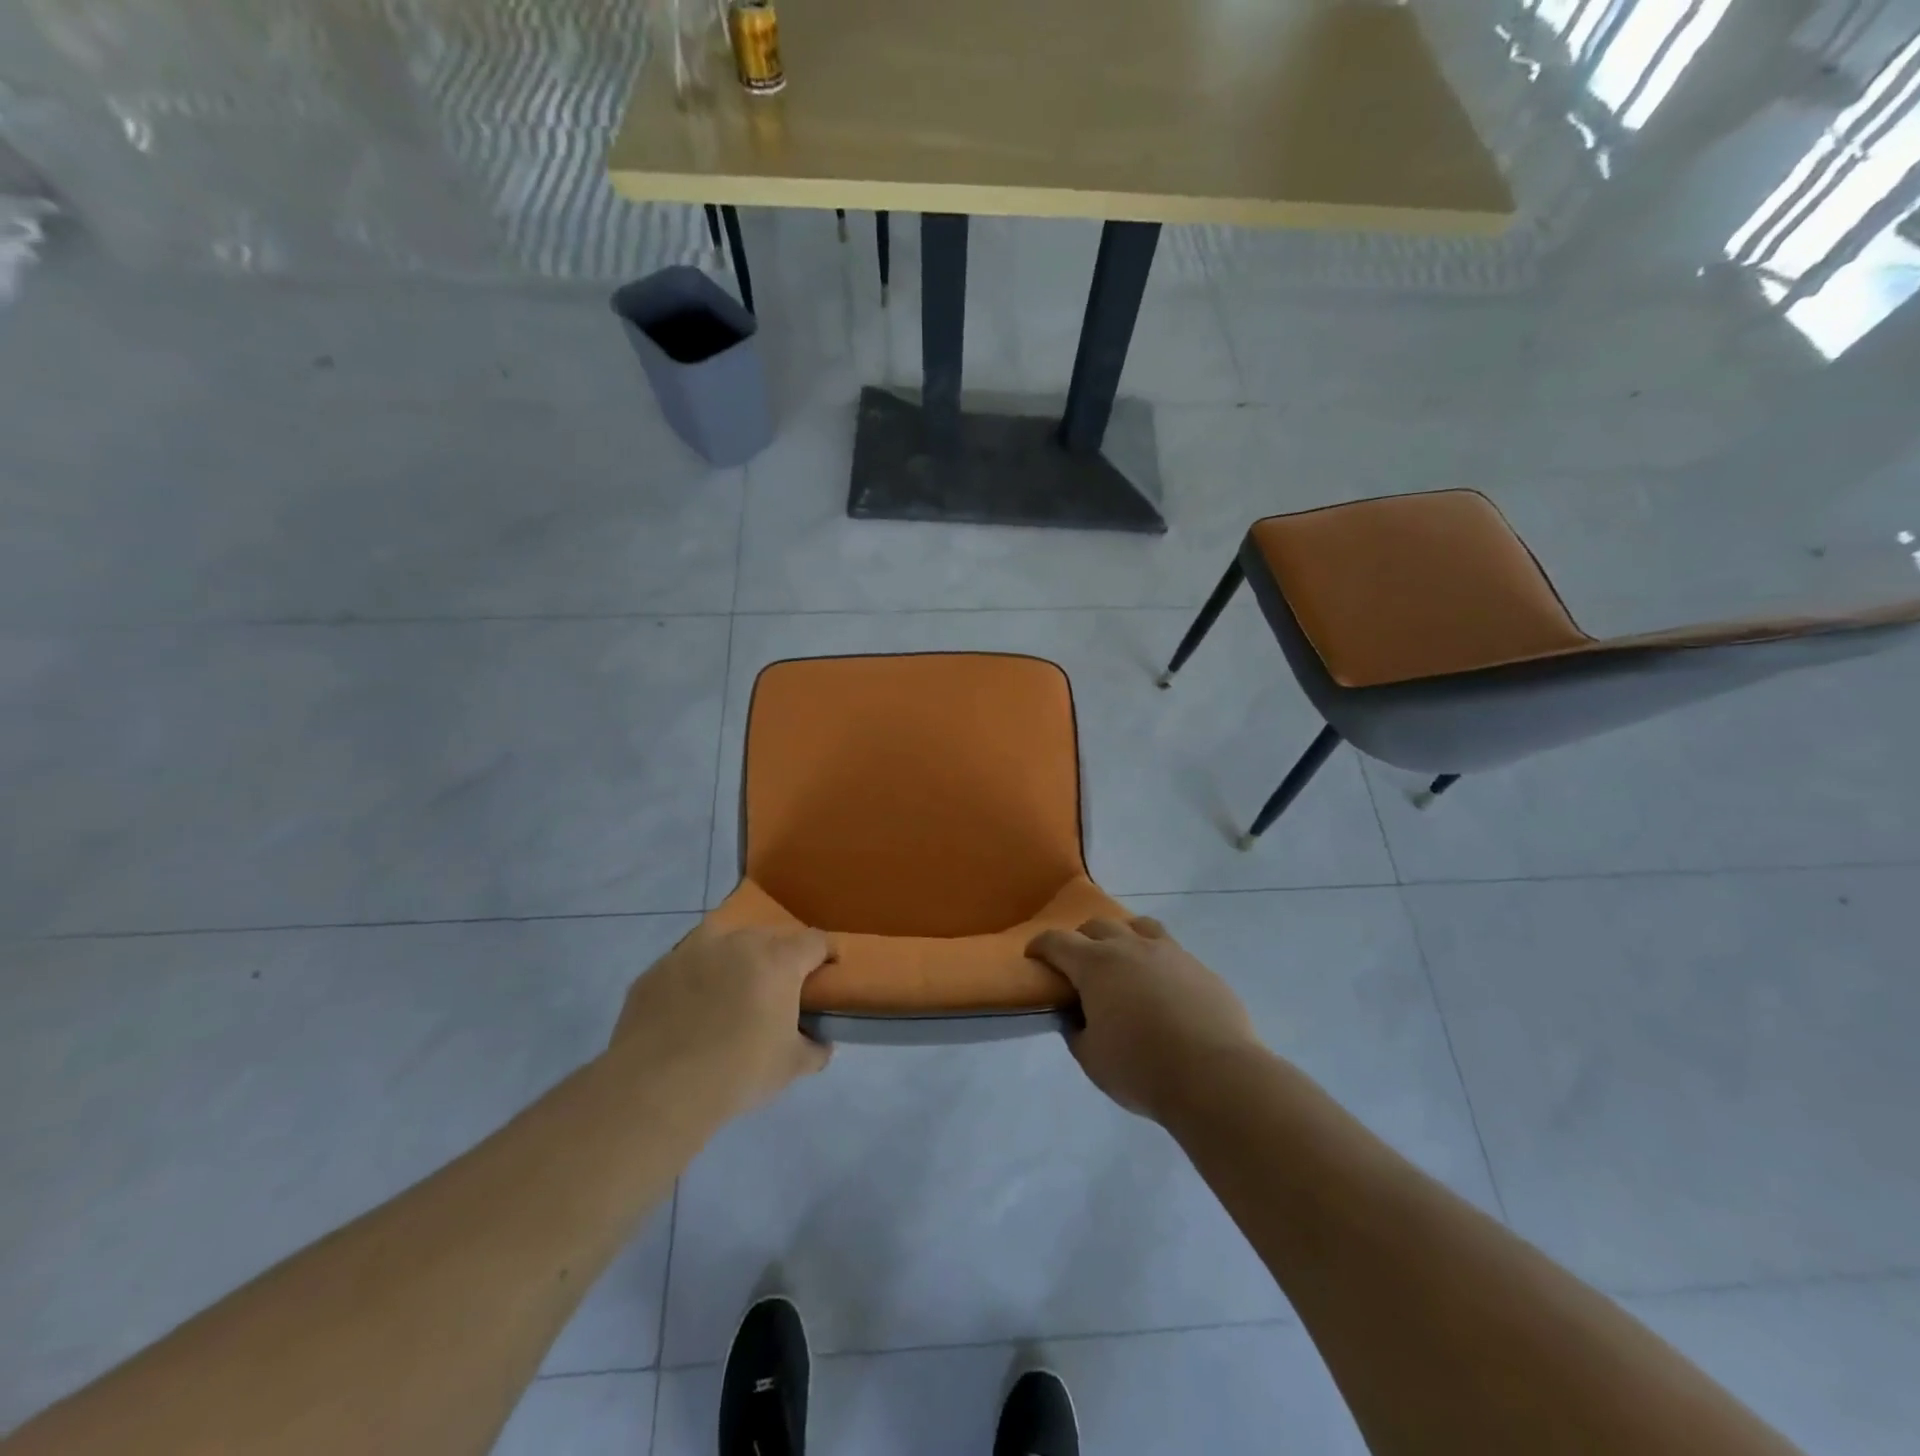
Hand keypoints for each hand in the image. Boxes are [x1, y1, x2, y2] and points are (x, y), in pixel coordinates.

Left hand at [606, 924, 832, 1119]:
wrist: (656, 1090)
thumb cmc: (737, 1073)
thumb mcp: (791, 1067)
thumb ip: (814, 1049)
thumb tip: (820, 1043)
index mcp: (777, 959)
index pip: (815, 941)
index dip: (825, 954)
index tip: (826, 973)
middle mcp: (736, 942)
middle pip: (768, 937)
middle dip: (777, 958)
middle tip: (775, 992)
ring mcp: (691, 951)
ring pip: (723, 943)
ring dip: (732, 961)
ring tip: (728, 995)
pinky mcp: (655, 970)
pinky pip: (684, 967)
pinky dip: (693, 982)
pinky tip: (686, 1014)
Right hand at [1027, 917, 1258, 1121]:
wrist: (1215, 1076)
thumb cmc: (1142, 1069)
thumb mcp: (1092, 1058)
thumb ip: (1077, 1031)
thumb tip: (1077, 1016)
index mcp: (1095, 965)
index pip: (1057, 941)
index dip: (1040, 946)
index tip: (1033, 955)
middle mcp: (1130, 947)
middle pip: (1097, 926)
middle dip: (1081, 939)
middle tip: (1079, 965)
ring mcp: (1169, 952)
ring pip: (1138, 926)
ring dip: (1122, 937)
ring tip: (1123, 960)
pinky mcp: (1199, 967)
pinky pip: (1170, 949)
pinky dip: (1156, 959)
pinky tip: (1161, 986)